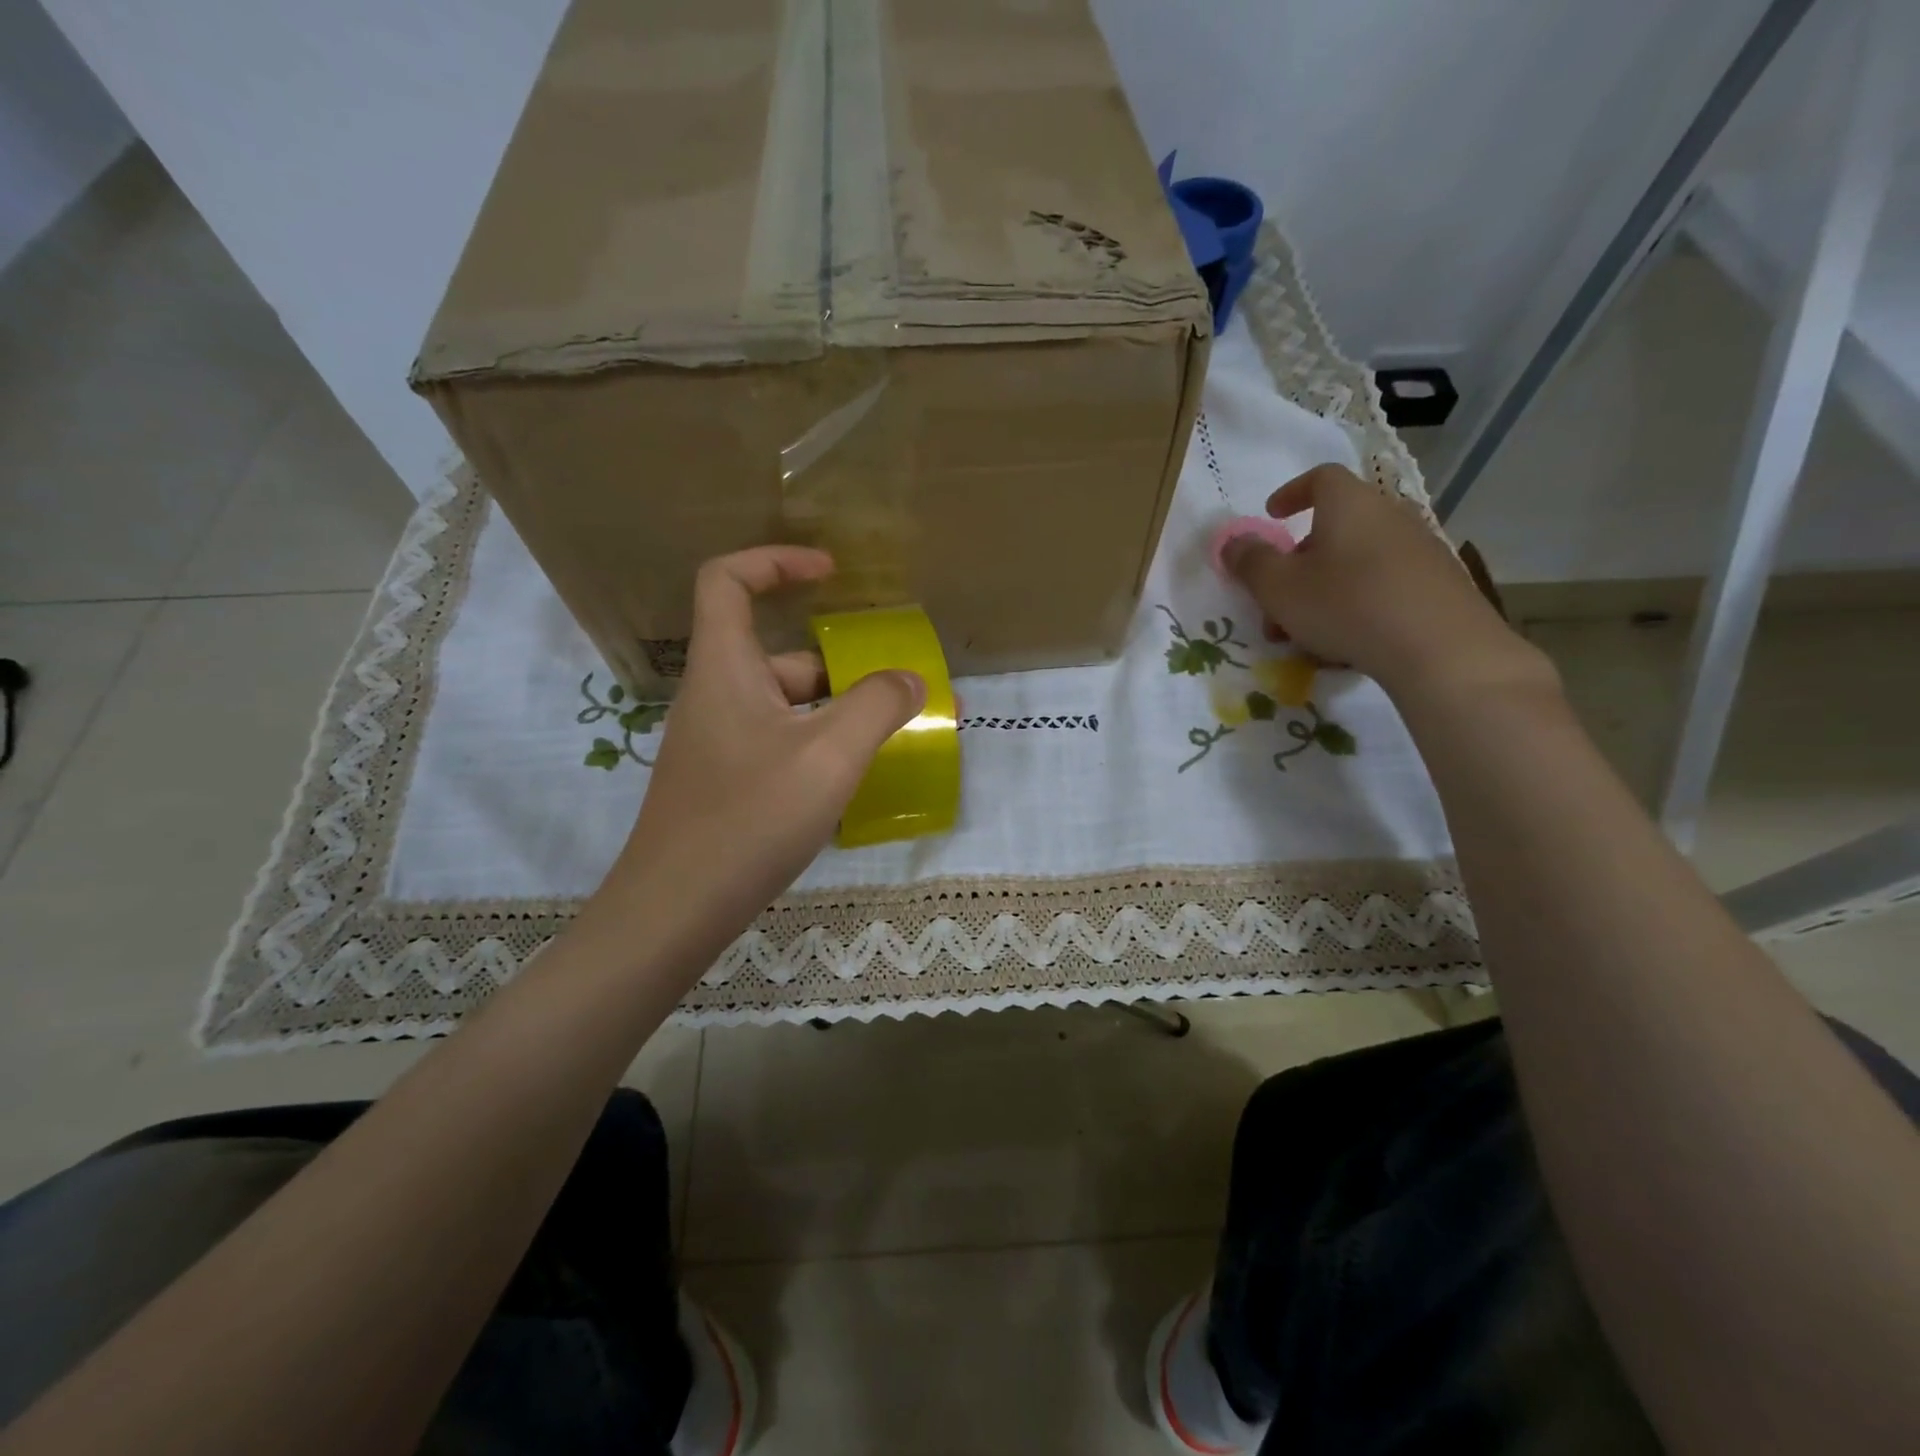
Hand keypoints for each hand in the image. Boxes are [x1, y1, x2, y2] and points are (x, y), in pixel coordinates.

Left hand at [598, 546, 923, 952]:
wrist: (676, 910)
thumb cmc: (749, 817)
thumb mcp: (830, 755)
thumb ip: (878, 705)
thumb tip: (912, 679)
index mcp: (726, 669)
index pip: (728, 580)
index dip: (776, 560)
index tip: (830, 571)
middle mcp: (716, 697)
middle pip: (777, 654)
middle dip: (841, 665)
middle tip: (898, 689)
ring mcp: (717, 744)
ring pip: (784, 706)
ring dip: (837, 712)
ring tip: (892, 737)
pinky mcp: (724, 784)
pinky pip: (779, 744)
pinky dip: (818, 746)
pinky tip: (854, 781)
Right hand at [1224, 464, 1551, 702]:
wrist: (1438, 648)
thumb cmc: (1345, 605)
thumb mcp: (1278, 587)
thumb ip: (1250, 561)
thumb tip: (1233, 541)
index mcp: (1349, 504)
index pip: (1321, 478)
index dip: (1292, 493)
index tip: (1272, 515)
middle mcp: (1389, 515)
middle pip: (1336, 527)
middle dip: (1300, 562)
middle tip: (1277, 599)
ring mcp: (1420, 548)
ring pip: (1357, 562)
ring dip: (1325, 589)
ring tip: (1305, 633)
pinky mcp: (1439, 584)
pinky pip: (1384, 585)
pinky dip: (1358, 603)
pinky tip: (1346, 642)